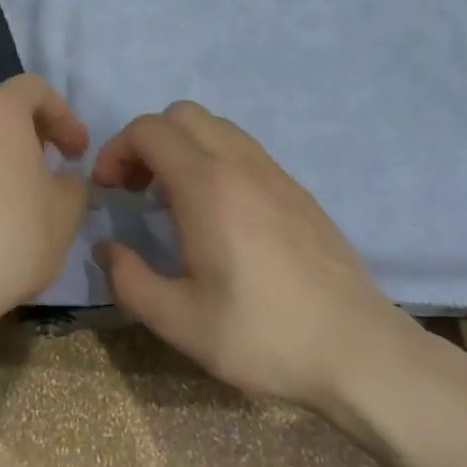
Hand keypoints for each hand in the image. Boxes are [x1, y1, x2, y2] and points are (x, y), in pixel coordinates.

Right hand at [92, 101, 432, 435]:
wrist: (359, 351)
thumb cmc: (263, 335)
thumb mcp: (180, 322)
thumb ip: (129, 280)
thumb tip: (107, 249)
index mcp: (208, 186)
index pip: (149, 130)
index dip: (116, 150)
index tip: (108, 190)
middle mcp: (240, 165)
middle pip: (181, 115)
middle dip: (147, 142)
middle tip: (136, 189)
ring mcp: (275, 173)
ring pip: (215, 127)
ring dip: (182, 147)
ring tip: (172, 200)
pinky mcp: (297, 190)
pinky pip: (243, 149)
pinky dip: (213, 160)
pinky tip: (217, 214)